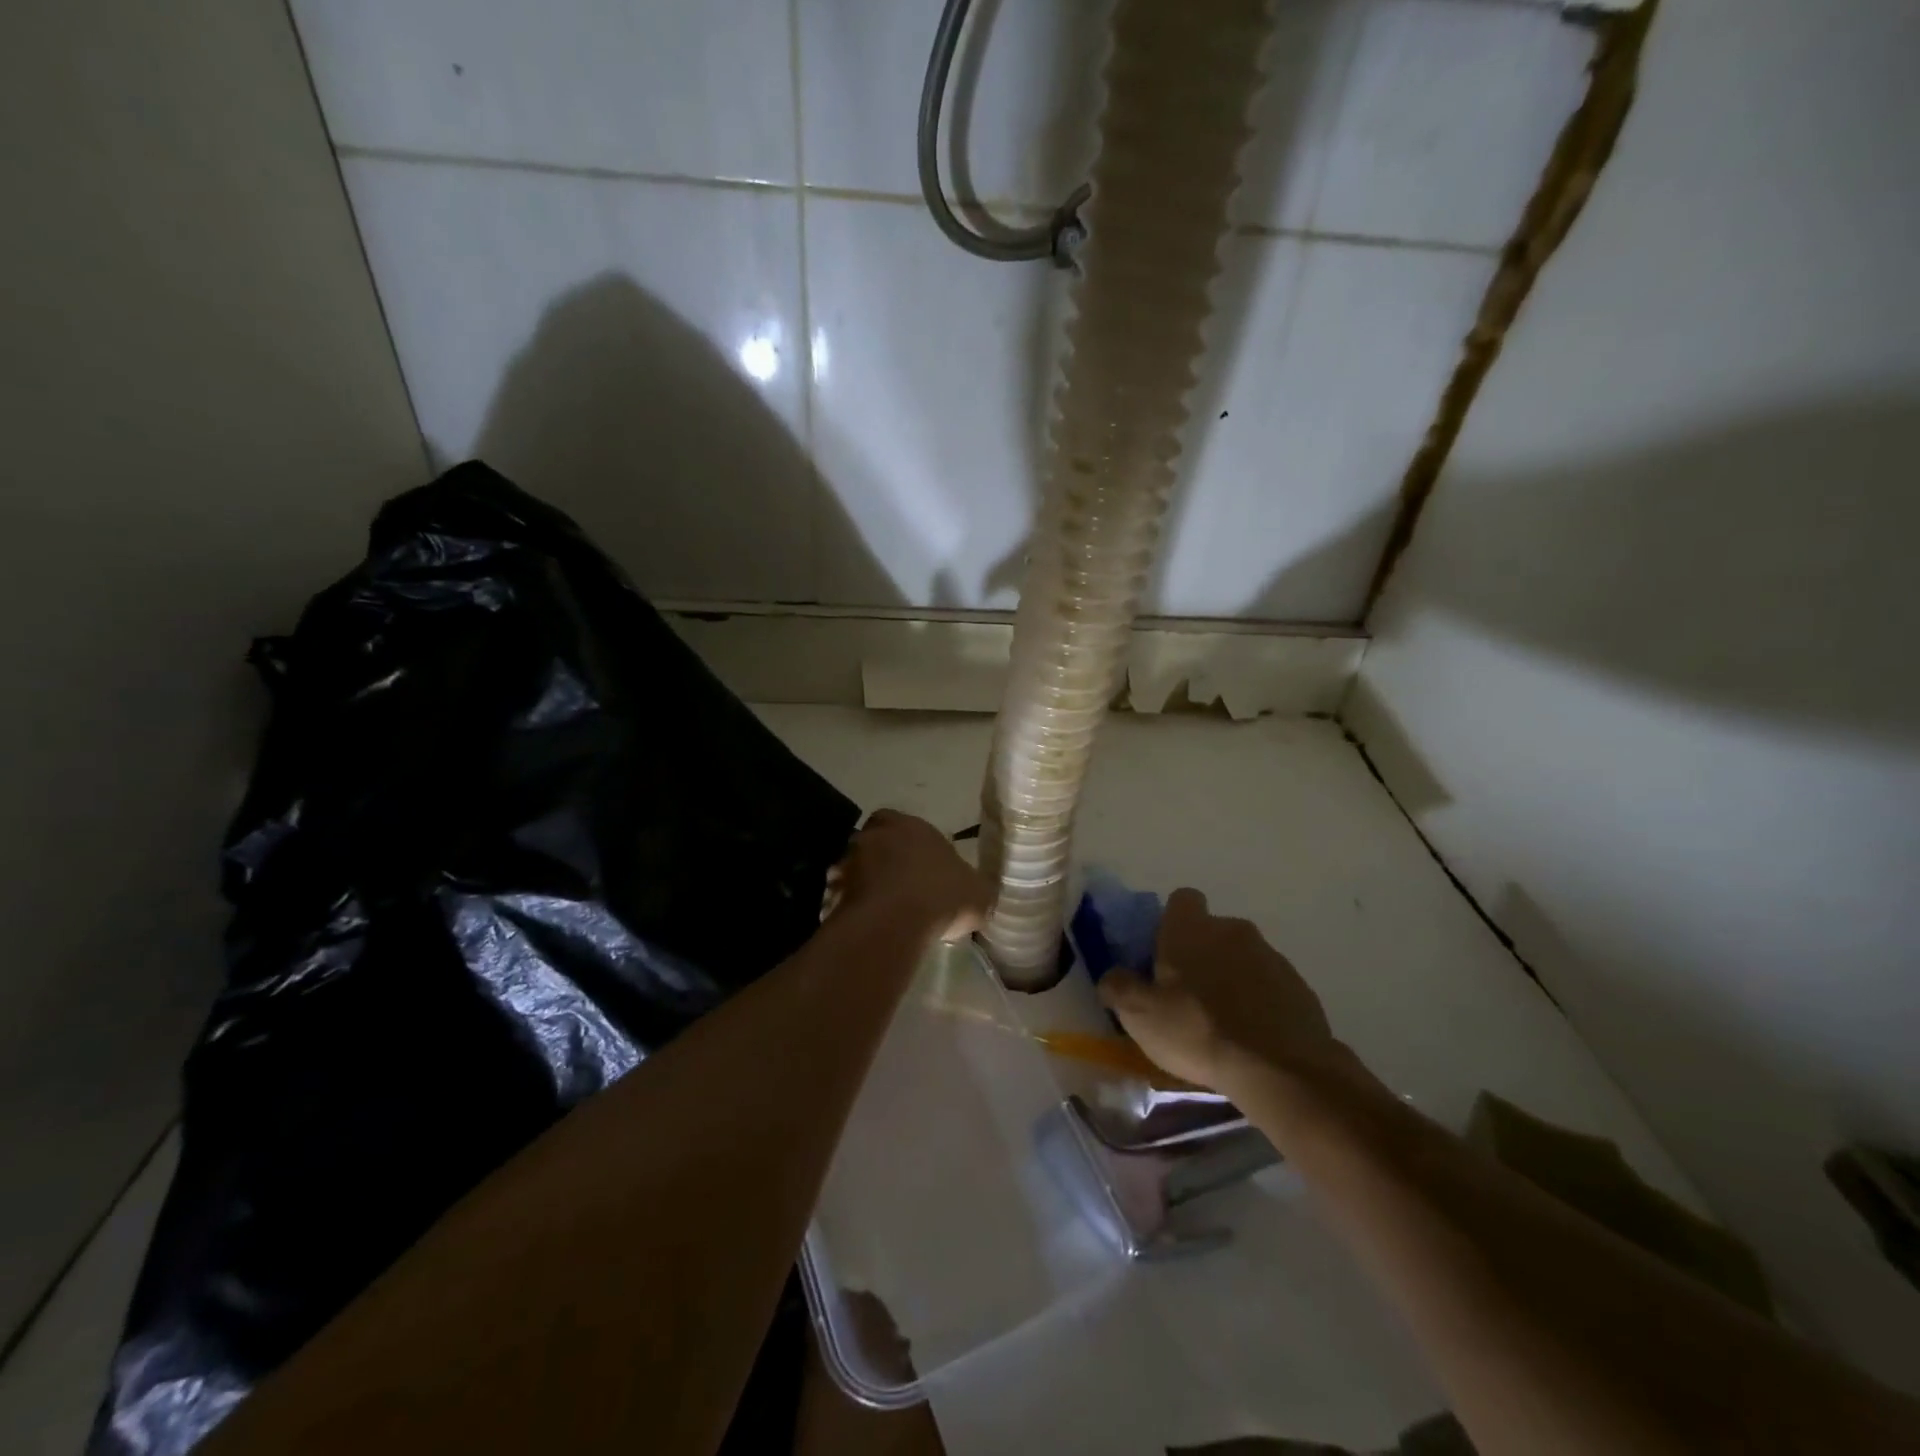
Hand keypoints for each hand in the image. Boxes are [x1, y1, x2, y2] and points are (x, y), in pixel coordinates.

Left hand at [823, 810, 986, 943]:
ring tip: (880, 912)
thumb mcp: (979, 893)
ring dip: (862, 885)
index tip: (917, 865)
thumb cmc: (941, 896)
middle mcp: (874, 836)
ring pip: (852, 869)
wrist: (894, 921)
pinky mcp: (831, 892)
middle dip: (880, 861)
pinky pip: (838, 898)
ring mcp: (848, 863)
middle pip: (873, 843)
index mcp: (911, 826)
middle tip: (896, 887)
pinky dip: (848, 909)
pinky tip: (865, 927)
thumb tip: (975, 893)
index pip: (899, 821)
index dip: (906, 841)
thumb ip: (975, 888)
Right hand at [1098, 887, 1341, 1096]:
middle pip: (1211, 931)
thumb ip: (1118, 987)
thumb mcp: (1139, 1014)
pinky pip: (1268, 986)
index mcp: (1191, 928)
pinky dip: (1258, 1003)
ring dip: (1230, 979)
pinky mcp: (1299, 988)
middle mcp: (1233, 930)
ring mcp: (1271, 957)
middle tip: (1185, 995)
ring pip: (1241, 958)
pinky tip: (1249, 1037)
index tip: (1162, 954)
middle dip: (1200, 955)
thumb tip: (1112, 976)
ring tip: (1220, 1024)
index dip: (1170, 922)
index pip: (1181, 900)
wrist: (1281, 1069)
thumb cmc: (1198, 1030)